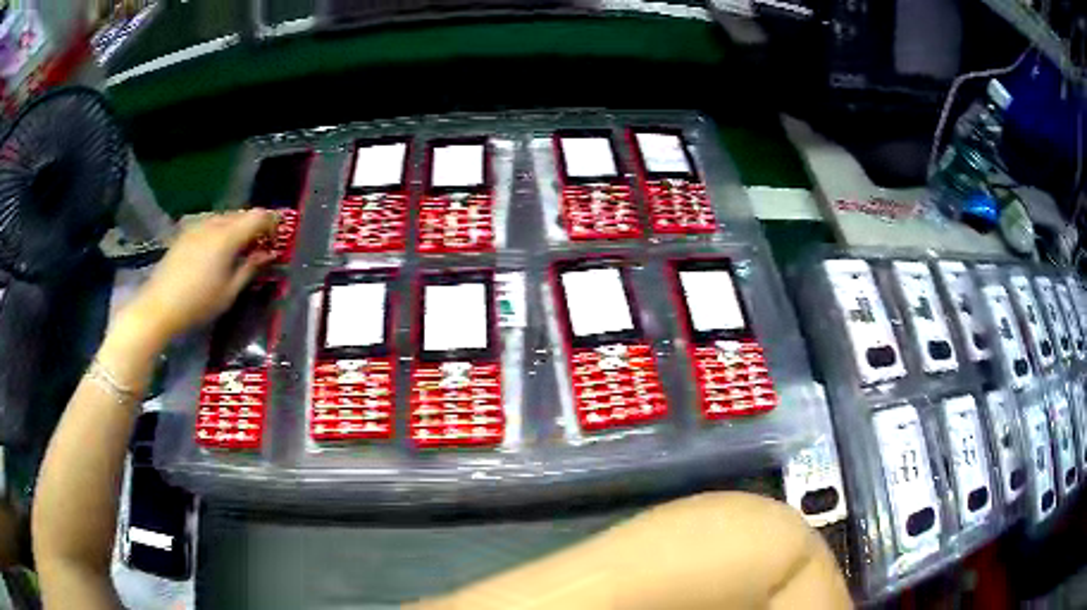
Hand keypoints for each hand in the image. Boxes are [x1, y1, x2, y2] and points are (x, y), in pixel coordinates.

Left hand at [124, 210, 277, 343]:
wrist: (159, 306)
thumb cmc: (198, 303)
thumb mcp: (230, 292)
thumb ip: (250, 268)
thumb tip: (267, 253)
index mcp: (228, 236)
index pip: (258, 216)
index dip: (272, 222)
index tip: (278, 236)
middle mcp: (214, 223)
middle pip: (242, 214)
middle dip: (254, 226)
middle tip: (260, 246)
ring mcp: (197, 226)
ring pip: (225, 218)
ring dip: (236, 228)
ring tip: (238, 249)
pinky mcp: (185, 233)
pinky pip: (210, 224)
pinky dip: (220, 231)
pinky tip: (217, 251)